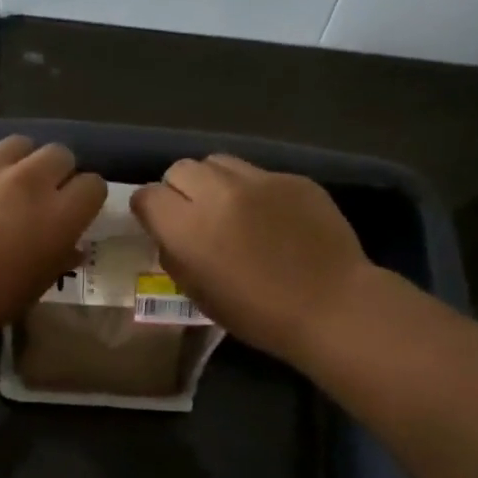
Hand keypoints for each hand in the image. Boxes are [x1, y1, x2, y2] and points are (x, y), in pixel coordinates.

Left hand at [0, 135, 105, 339]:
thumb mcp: (30, 291)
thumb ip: (56, 262)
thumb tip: (72, 248)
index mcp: (58, 216)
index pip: (94, 185)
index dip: (85, 199)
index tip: (73, 214)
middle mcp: (29, 180)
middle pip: (60, 154)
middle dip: (56, 173)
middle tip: (40, 198)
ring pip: (19, 142)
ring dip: (18, 162)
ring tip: (1, 185)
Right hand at [131, 154, 380, 366]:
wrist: (330, 306)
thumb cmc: (257, 315)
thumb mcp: (199, 295)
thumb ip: (175, 257)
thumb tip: (171, 235)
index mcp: (188, 228)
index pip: (147, 195)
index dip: (148, 210)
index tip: (159, 224)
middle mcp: (218, 193)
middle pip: (180, 169)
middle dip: (179, 190)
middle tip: (194, 215)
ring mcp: (258, 180)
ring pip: (217, 162)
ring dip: (213, 182)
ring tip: (228, 208)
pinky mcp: (292, 178)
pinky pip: (257, 173)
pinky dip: (253, 191)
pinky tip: (270, 217)